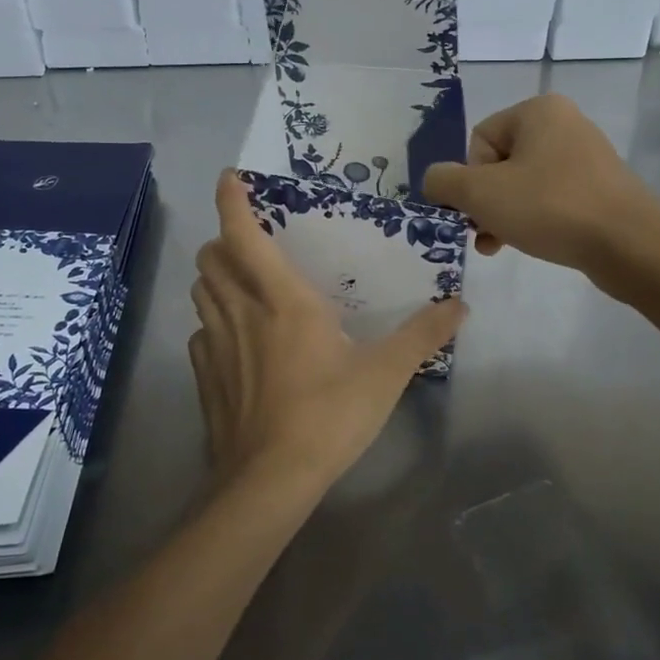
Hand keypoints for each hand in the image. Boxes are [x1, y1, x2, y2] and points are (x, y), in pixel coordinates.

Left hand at [188, 172, 467, 491]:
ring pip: (201, 292)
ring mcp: (216, 345)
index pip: (244, 234)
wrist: (269, 481)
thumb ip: (422, 335)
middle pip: (211, 258)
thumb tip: (459, 304)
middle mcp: (241, 311)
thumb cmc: (328, 415)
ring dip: (215, 278)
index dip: (231, 201)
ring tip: (241, 284)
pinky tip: (235, 341)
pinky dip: (212, 323)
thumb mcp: (385, 374)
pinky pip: (200, 334)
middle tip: (250, 244)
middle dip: (223, 241)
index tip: (229, 178)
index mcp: (281, 299)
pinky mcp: (203, 377)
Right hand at [422, 94, 659, 269]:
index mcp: (538, 110)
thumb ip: (443, 181)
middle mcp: (564, 123)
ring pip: (524, 184)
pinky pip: (552, 198)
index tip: (481, 206)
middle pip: (500, 163)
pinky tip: (531, 243)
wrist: (630, 244)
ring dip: (504, 214)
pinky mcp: (601, 188)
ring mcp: (586, 156)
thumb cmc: (550, 207)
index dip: (471, 178)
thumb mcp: (480, 193)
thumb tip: (435, 181)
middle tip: (484, 233)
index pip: (479, 140)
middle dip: (485, 201)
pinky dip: (535, 218)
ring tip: (499, 245)